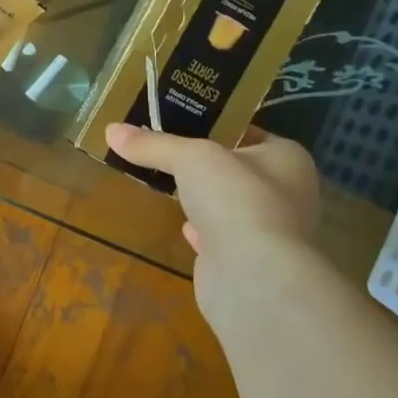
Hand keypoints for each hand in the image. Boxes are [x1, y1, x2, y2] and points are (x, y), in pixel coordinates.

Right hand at [104, 125, 319, 315]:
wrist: (251, 276)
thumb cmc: (235, 199)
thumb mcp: (188, 157)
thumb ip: (153, 144)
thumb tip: (111, 130)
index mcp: (287, 159)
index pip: (250, 132)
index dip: (217, 125)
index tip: (180, 120)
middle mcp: (286, 193)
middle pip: (236, 169)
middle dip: (203, 164)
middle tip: (162, 149)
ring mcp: (268, 231)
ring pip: (227, 204)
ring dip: (202, 198)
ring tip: (165, 182)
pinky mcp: (246, 261)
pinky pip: (219, 236)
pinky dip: (201, 230)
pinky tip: (182, 225)